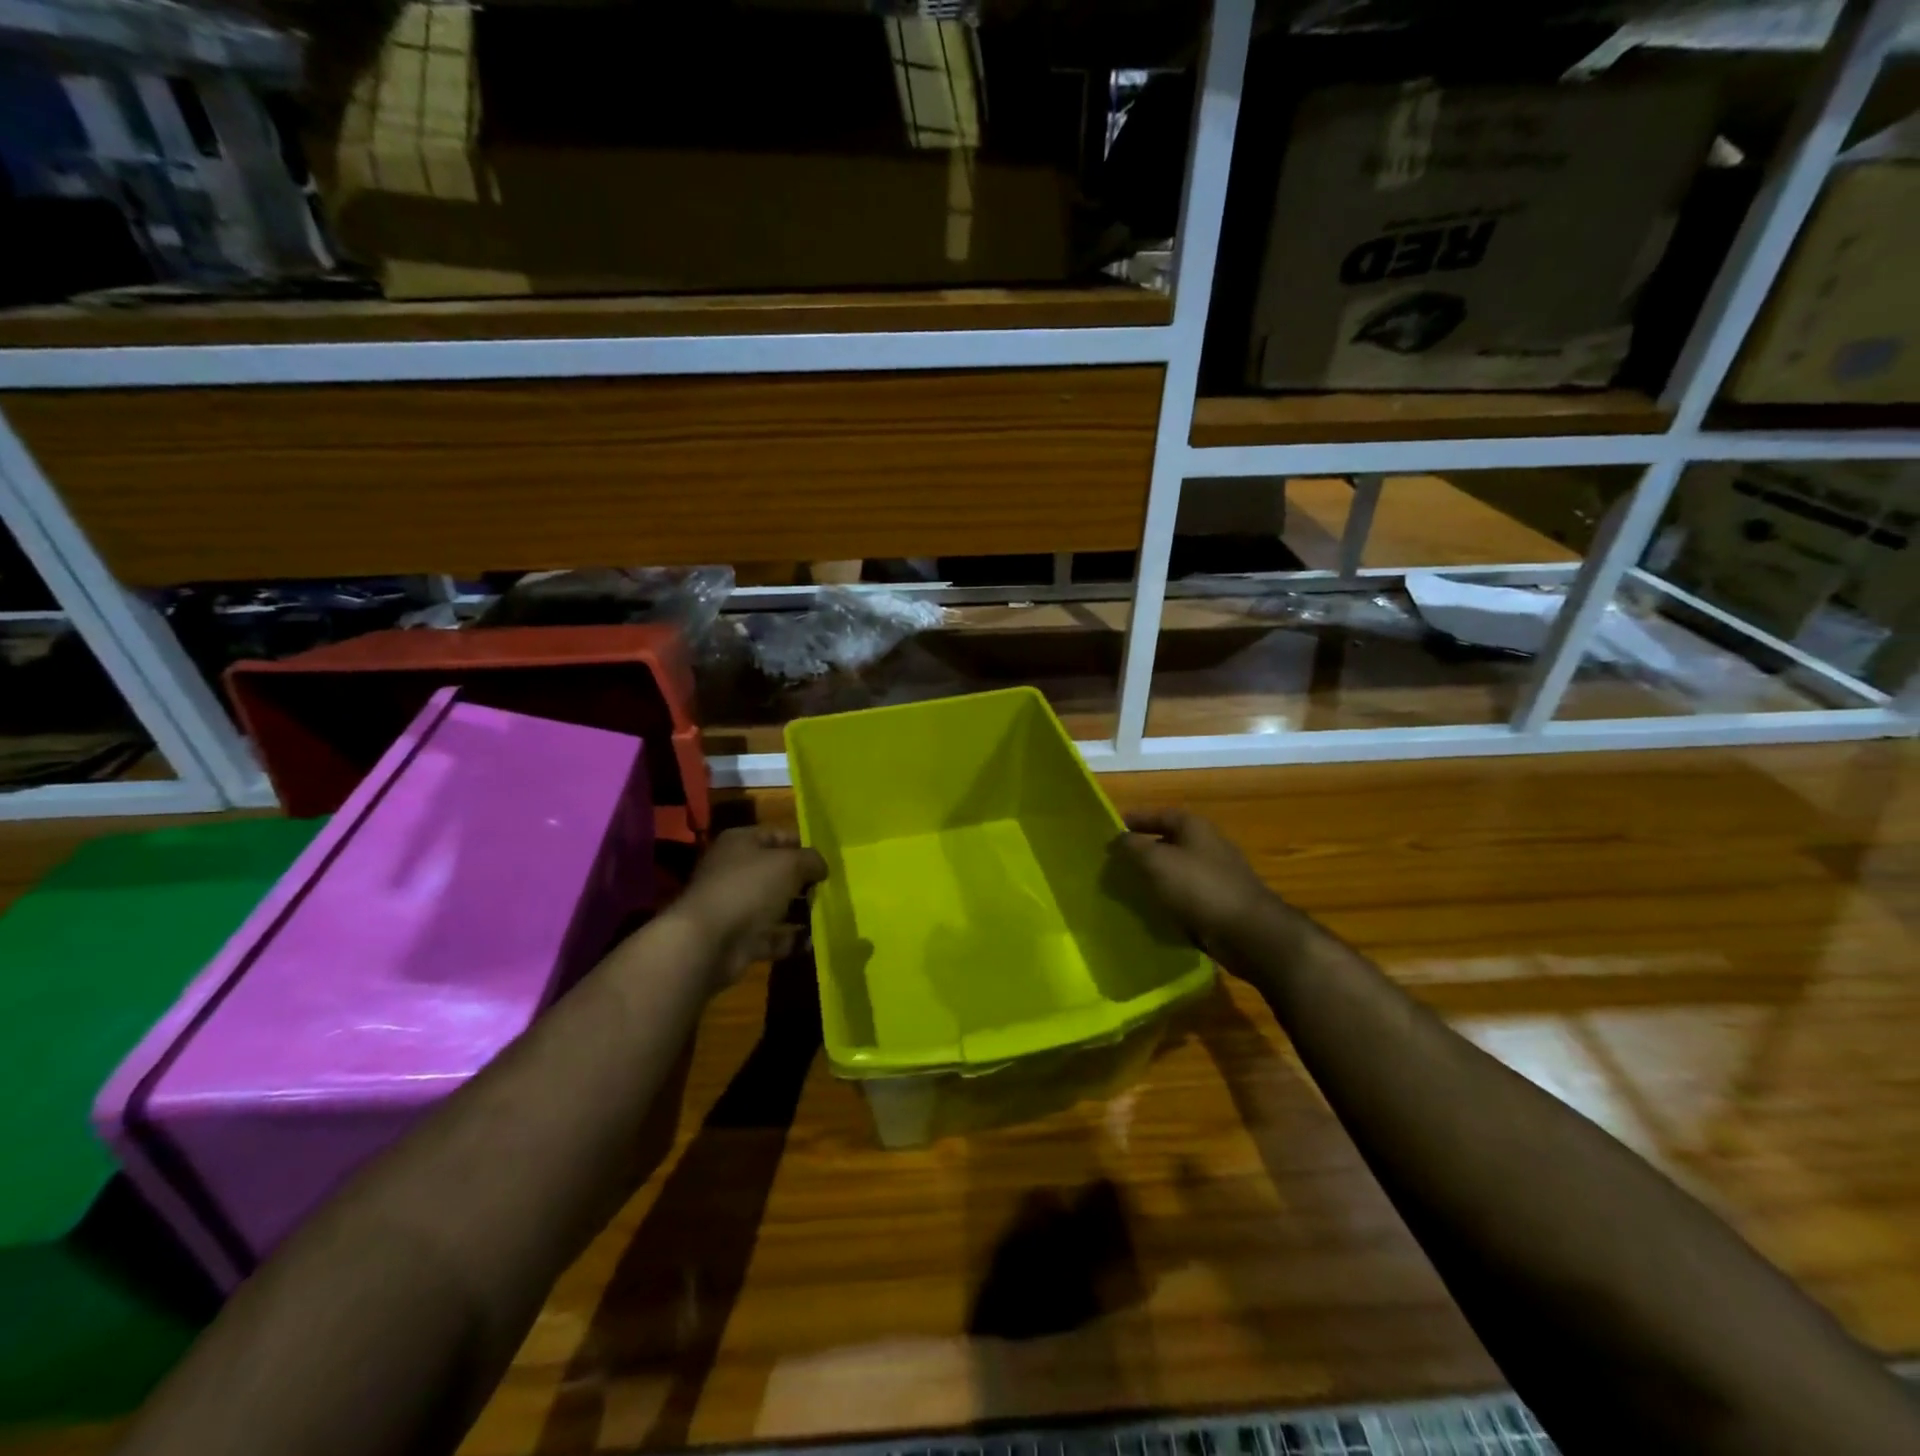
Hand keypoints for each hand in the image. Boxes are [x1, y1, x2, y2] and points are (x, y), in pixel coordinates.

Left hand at [670, 826, 827, 989]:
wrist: (709, 942)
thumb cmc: (749, 888)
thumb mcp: (789, 863)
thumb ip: (811, 860)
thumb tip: (821, 867)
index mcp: (741, 843)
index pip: (778, 835)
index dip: (804, 845)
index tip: (829, 860)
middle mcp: (735, 871)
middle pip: (777, 872)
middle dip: (804, 881)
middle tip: (831, 889)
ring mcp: (736, 906)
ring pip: (775, 905)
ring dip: (800, 911)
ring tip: (828, 915)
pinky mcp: (739, 938)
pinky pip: (772, 936)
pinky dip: (791, 939)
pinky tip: (813, 941)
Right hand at [1113, 809, 1279, 961]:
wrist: (1247, 932)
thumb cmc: (1199, 887)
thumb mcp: (1157, 861)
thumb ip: (1133, 847)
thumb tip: (1118, 838)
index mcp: (1195, 828)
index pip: (1161, 814)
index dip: (1138, 819)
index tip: (1114, 829)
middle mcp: (1209, 846)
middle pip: (1170, 842)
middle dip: (1144, 850)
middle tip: (1117, 861)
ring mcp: (1218, 876)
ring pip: (1178, 871)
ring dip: (1156, 877)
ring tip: (1129, 888)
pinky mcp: (1221, 903)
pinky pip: (1188, 896)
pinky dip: (1170, 899)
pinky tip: (1153, 911)